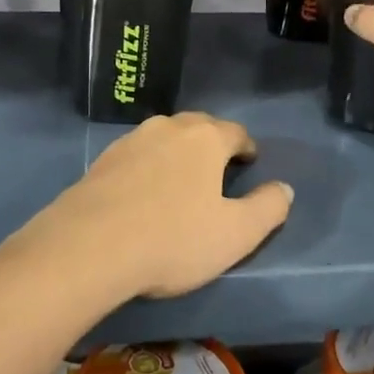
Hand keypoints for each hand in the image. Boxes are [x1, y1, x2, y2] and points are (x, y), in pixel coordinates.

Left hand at [11, 113, 292, 302]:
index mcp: (205, 138)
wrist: (89, 246)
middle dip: (212, 142)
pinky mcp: (101, 160)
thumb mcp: (236, 234)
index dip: (247, 147)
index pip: (235, 132)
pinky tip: (144, 190)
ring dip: (177, 151)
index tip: (250, 161)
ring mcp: (130, 141)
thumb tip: (284, 189)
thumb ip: (268, 209)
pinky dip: (148, 166)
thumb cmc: (173, 239)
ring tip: (182, 177)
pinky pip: (136, 155)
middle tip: (218, 166)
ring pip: (163, 137)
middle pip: (198, 126)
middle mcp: (167, 128)